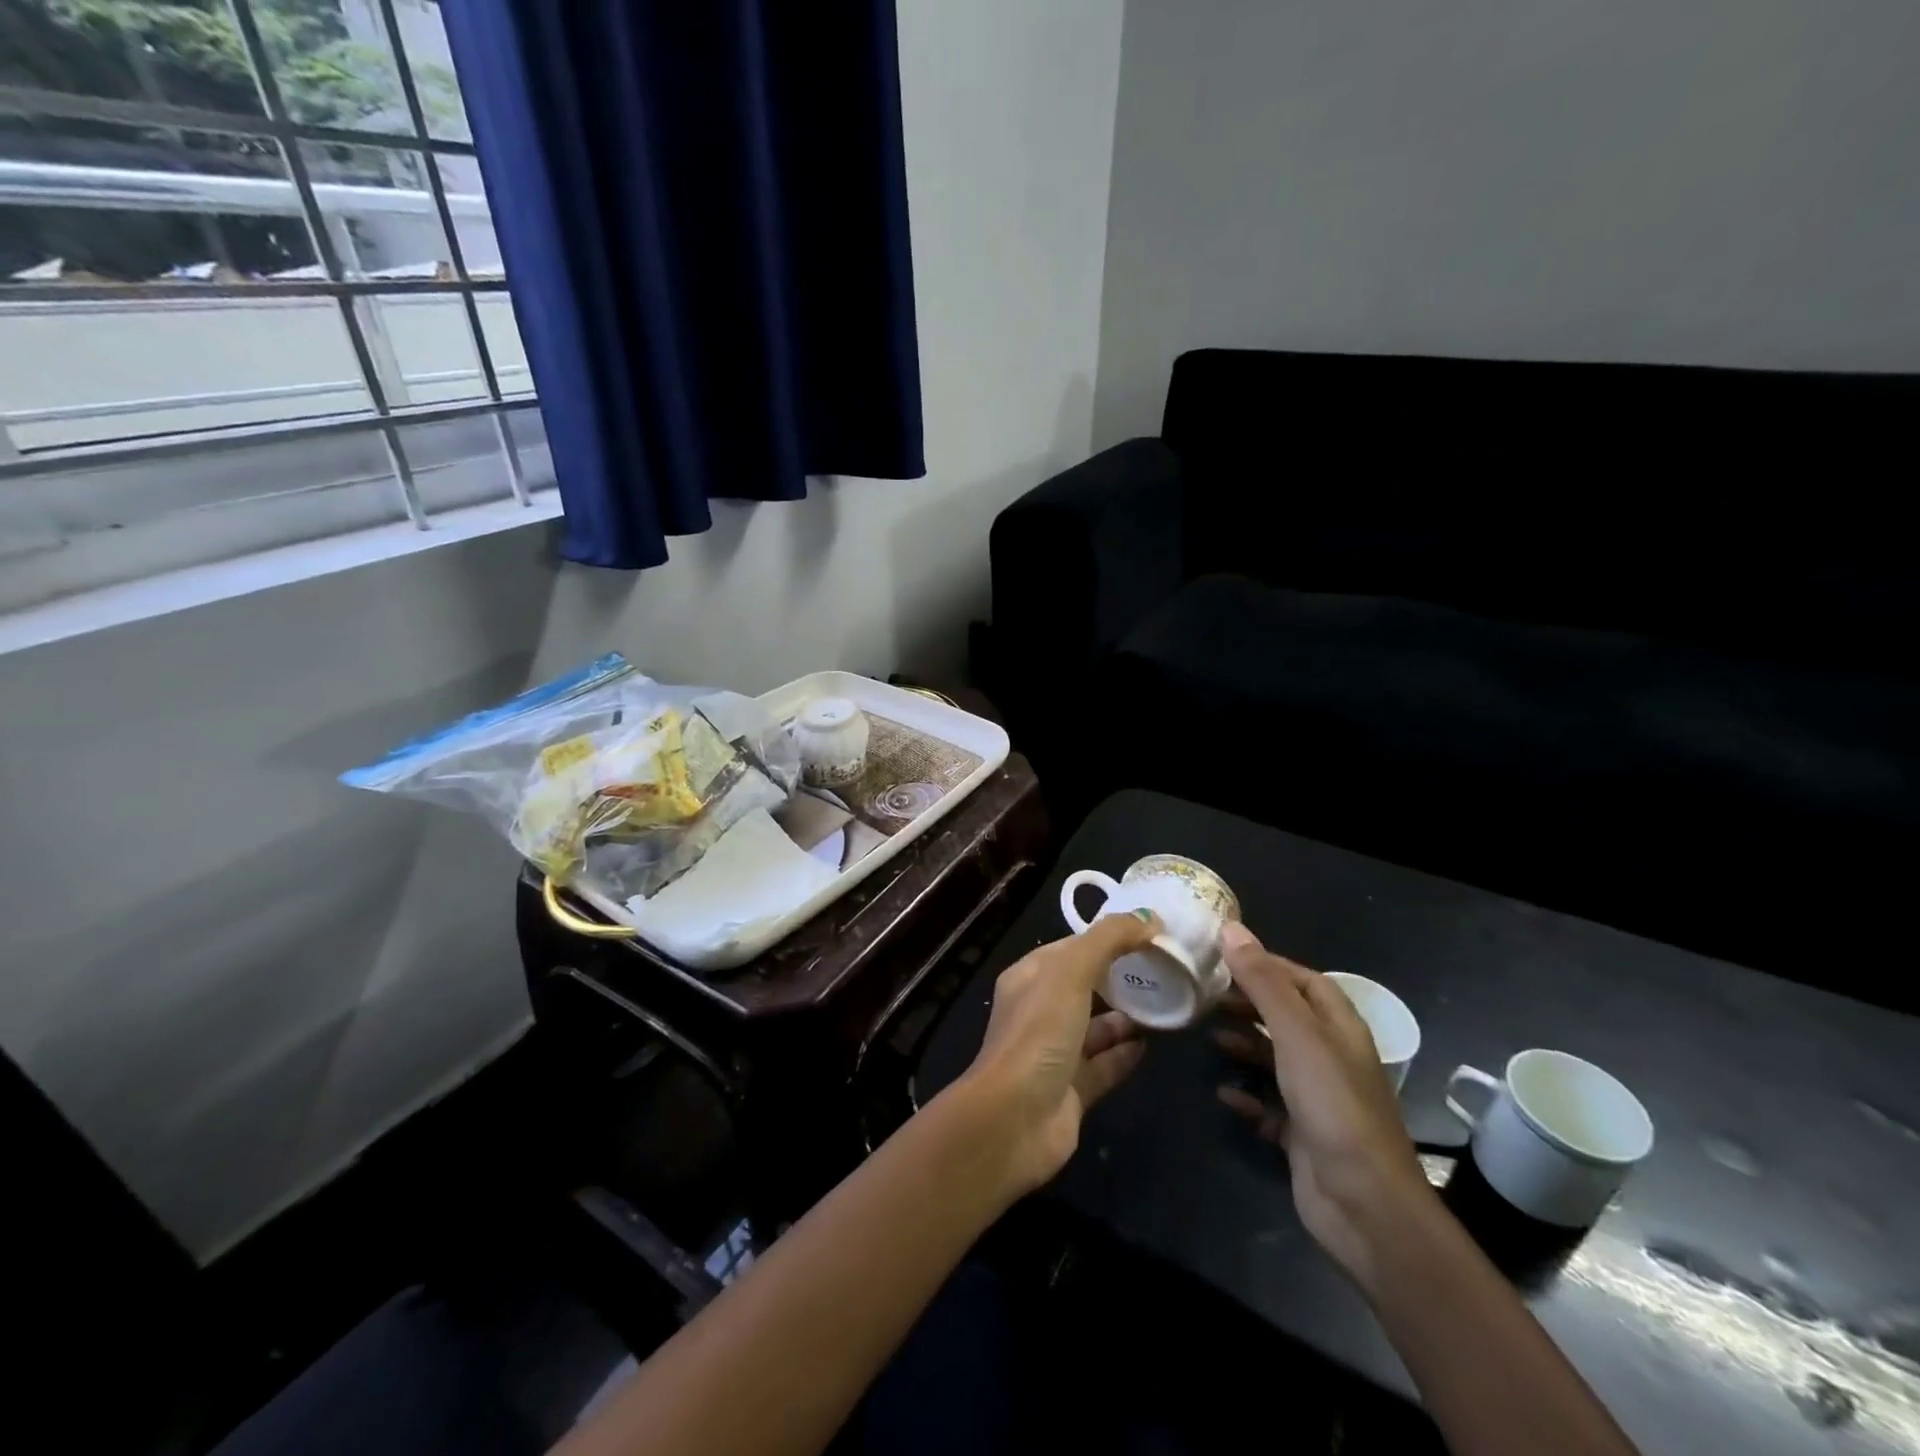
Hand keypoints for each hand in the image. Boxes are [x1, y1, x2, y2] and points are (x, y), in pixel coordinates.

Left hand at [959, 913, 1158, 1193]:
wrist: (1014, 1119)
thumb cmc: (1039, 1033)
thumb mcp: (1071, 971)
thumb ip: (1108, 940)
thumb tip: (1150, 918)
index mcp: (1030, 977)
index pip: (1072, 948)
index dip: (1108, 938)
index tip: (1150, 932)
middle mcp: (1040, 1011)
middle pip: (1085, 986)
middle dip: (1120, 977)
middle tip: (1166, 969)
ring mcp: (1055, 1053)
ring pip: (1096, 1028)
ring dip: (1126, 1017)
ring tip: (1166, 1004)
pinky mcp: (1072, 1090)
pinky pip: (1104, 1065)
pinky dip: (1125, 1054)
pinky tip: (1152, 1045)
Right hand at [1213, 924, 1437, 1285]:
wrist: (1364, 1205)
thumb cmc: (1333, 1105)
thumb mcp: (1296, 1034)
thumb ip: (1264, 982)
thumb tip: (1232, 929)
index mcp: (1340, 1028)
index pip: (1304, 980)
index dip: (1267, 965)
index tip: (1223, 958)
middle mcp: (1332, 1058)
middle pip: (1287, 1017)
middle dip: (1249, 1004)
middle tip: (1206, 997)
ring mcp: (1319, 1099)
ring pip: (1276, 1059)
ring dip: (1244, 1046)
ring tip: (1208, 1038)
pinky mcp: (1304, 1135)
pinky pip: (1269, 1106)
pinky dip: (1246, 1096)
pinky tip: (1223, 1093)